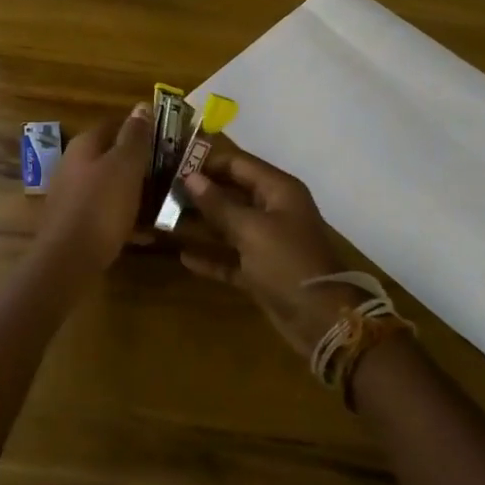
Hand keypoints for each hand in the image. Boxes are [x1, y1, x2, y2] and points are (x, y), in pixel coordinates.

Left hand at [37, 105, 152, 269]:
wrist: (68, 259)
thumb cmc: (101, 205)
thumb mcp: (125, 166)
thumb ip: (135, 136)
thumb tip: (141, 106)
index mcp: (84, 145)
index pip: (114, 124)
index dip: (139, 128)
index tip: (167, 138)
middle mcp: (73, 165)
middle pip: (111, 156)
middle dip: (139, 163)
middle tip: (170, 171)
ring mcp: (71, 195)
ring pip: (110, 185)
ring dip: (135, 191)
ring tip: (163, 201)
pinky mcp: (75, 223)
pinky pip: (106, 213)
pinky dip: (125, 218)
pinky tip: (146, 233)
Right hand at [176, 137, 356, 356]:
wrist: (324, 322)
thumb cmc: (288, 263)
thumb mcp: (251, 230)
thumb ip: (218, 204)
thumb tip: (190, 177)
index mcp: (277, 190)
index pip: (237, 164)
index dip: (206, 162)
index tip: (171, 163)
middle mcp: (272, 210)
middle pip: (231, 192)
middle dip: (199, 192)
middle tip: (161, 191)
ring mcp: (267, 242)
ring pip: (228, 225)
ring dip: (200, 224)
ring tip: (164, 220)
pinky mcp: (261, 271)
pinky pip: (230, 257)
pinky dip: (211, 256)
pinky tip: (183, 256)